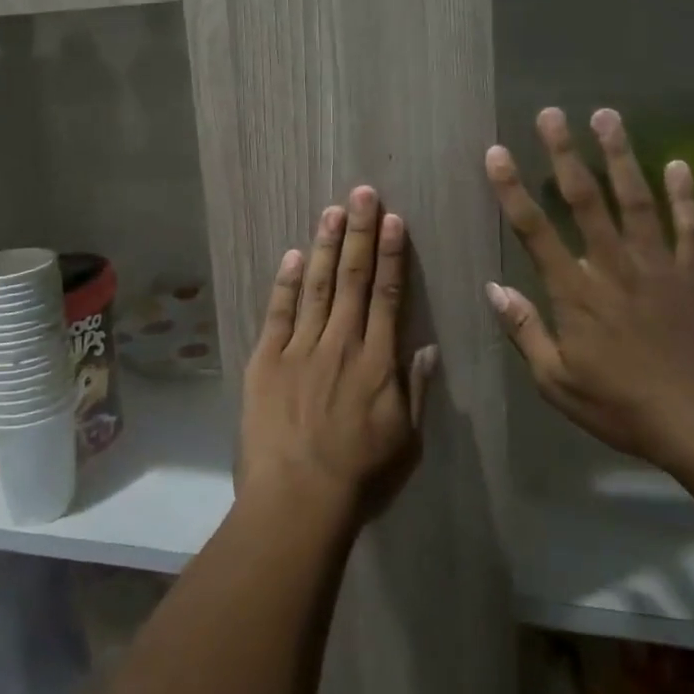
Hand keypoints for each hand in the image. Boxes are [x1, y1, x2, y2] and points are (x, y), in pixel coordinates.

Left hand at [239, 186, 438, 530]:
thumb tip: (427, 347)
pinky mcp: (266, 360)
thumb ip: (416, 391)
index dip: (392, 255)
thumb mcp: (407, 441)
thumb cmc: (360, 477)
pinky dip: (285, 283)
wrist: (297, 500)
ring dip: (326, 246)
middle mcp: (341, 343)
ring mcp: (300, 349)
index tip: (394, 220)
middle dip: (359, 233)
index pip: (389, 296)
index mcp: (378, 362)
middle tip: (362, 193)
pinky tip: (292, 255)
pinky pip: (278, 313)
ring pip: (318, 286)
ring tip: (332, 210)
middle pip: (354, 279)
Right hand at [484, 107, 693, 472]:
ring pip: (635, 200)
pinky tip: (680, 164)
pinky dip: (686, 195)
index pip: (534, 230)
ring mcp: (658, 266)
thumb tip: (493, 289)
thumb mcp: (556, 381)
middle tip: (550, 114)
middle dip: (564, 153)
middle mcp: (612, 267)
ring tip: (606, 116)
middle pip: (584, 200)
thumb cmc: (621, 406)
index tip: (496, 153)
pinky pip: (691, 228)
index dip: (511, 189)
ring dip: (619, 156)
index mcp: (574, 292)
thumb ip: (524, 330)